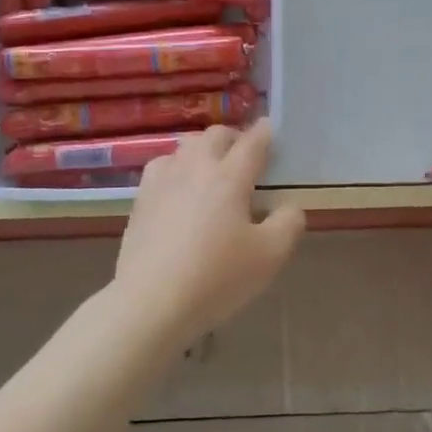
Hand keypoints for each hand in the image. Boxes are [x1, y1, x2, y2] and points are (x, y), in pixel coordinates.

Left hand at [111, 120, 305, 343]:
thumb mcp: (270, 256)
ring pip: (185, 146)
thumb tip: (290, 205)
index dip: (265, 132)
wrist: (151, 303)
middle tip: (245, 156)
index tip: (271, 129)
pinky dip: (176, 167)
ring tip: (211, 169)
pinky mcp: (141, 200)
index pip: (252, 142)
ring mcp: (163, 181)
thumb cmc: (217, 277)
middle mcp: (196, 168)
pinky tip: (178, 187)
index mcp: (230, 177)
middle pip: (215, 135)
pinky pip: (161, 166)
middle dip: (234, 138)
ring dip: (203, 149)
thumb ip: (288, 223)